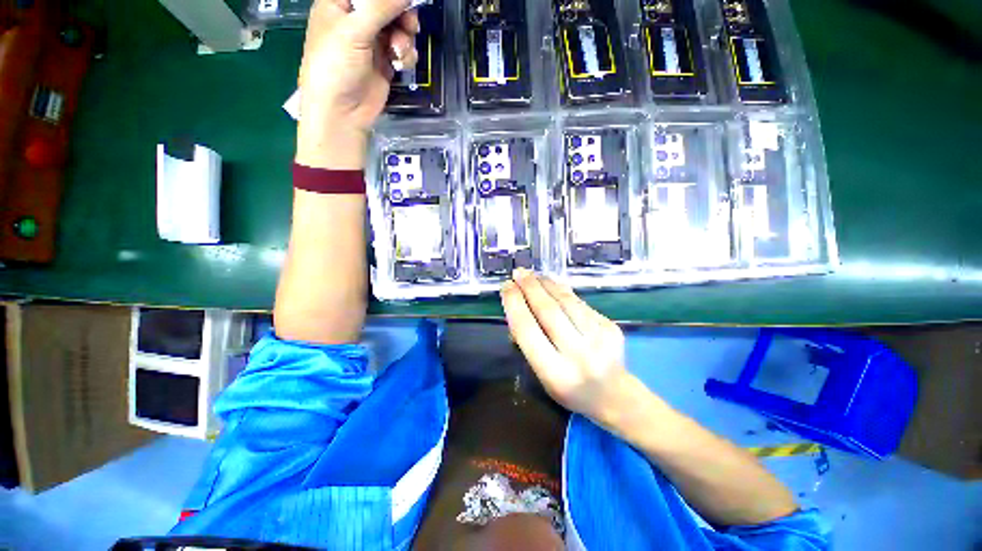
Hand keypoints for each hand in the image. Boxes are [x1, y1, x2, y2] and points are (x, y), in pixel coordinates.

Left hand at [296, 0, 418, 168]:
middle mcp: (356, 19)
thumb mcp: (355, 31)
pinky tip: (401, 62)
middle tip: (410, 24)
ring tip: (399, 51)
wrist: (343, 112)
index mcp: (339, 3)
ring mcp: (371, 41)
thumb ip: (381, 6)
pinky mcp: (384, 61)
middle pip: (386, 5)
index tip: (404, 1)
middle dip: (401, 14)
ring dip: (405, 37)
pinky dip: (406, 54)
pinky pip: (402, 49)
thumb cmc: (336, 67)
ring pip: (398, 26)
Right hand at [501, 269, 634, 425]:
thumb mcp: (542, 376)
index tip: (506, 287)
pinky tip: (554, 285)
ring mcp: (598, 339)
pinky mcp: (611, 328)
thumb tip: (518, 310)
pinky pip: (581, 303)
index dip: (514, 304)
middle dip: (529, 287)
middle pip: (548, 311)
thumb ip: (529, 344)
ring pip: (567, 302)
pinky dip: (564, 292)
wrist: (615, 396)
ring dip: (547, 284)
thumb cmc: (570, 389)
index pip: (527, 330)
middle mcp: (578, 354)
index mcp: (554, 372)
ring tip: (533, 275)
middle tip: (518, 273)